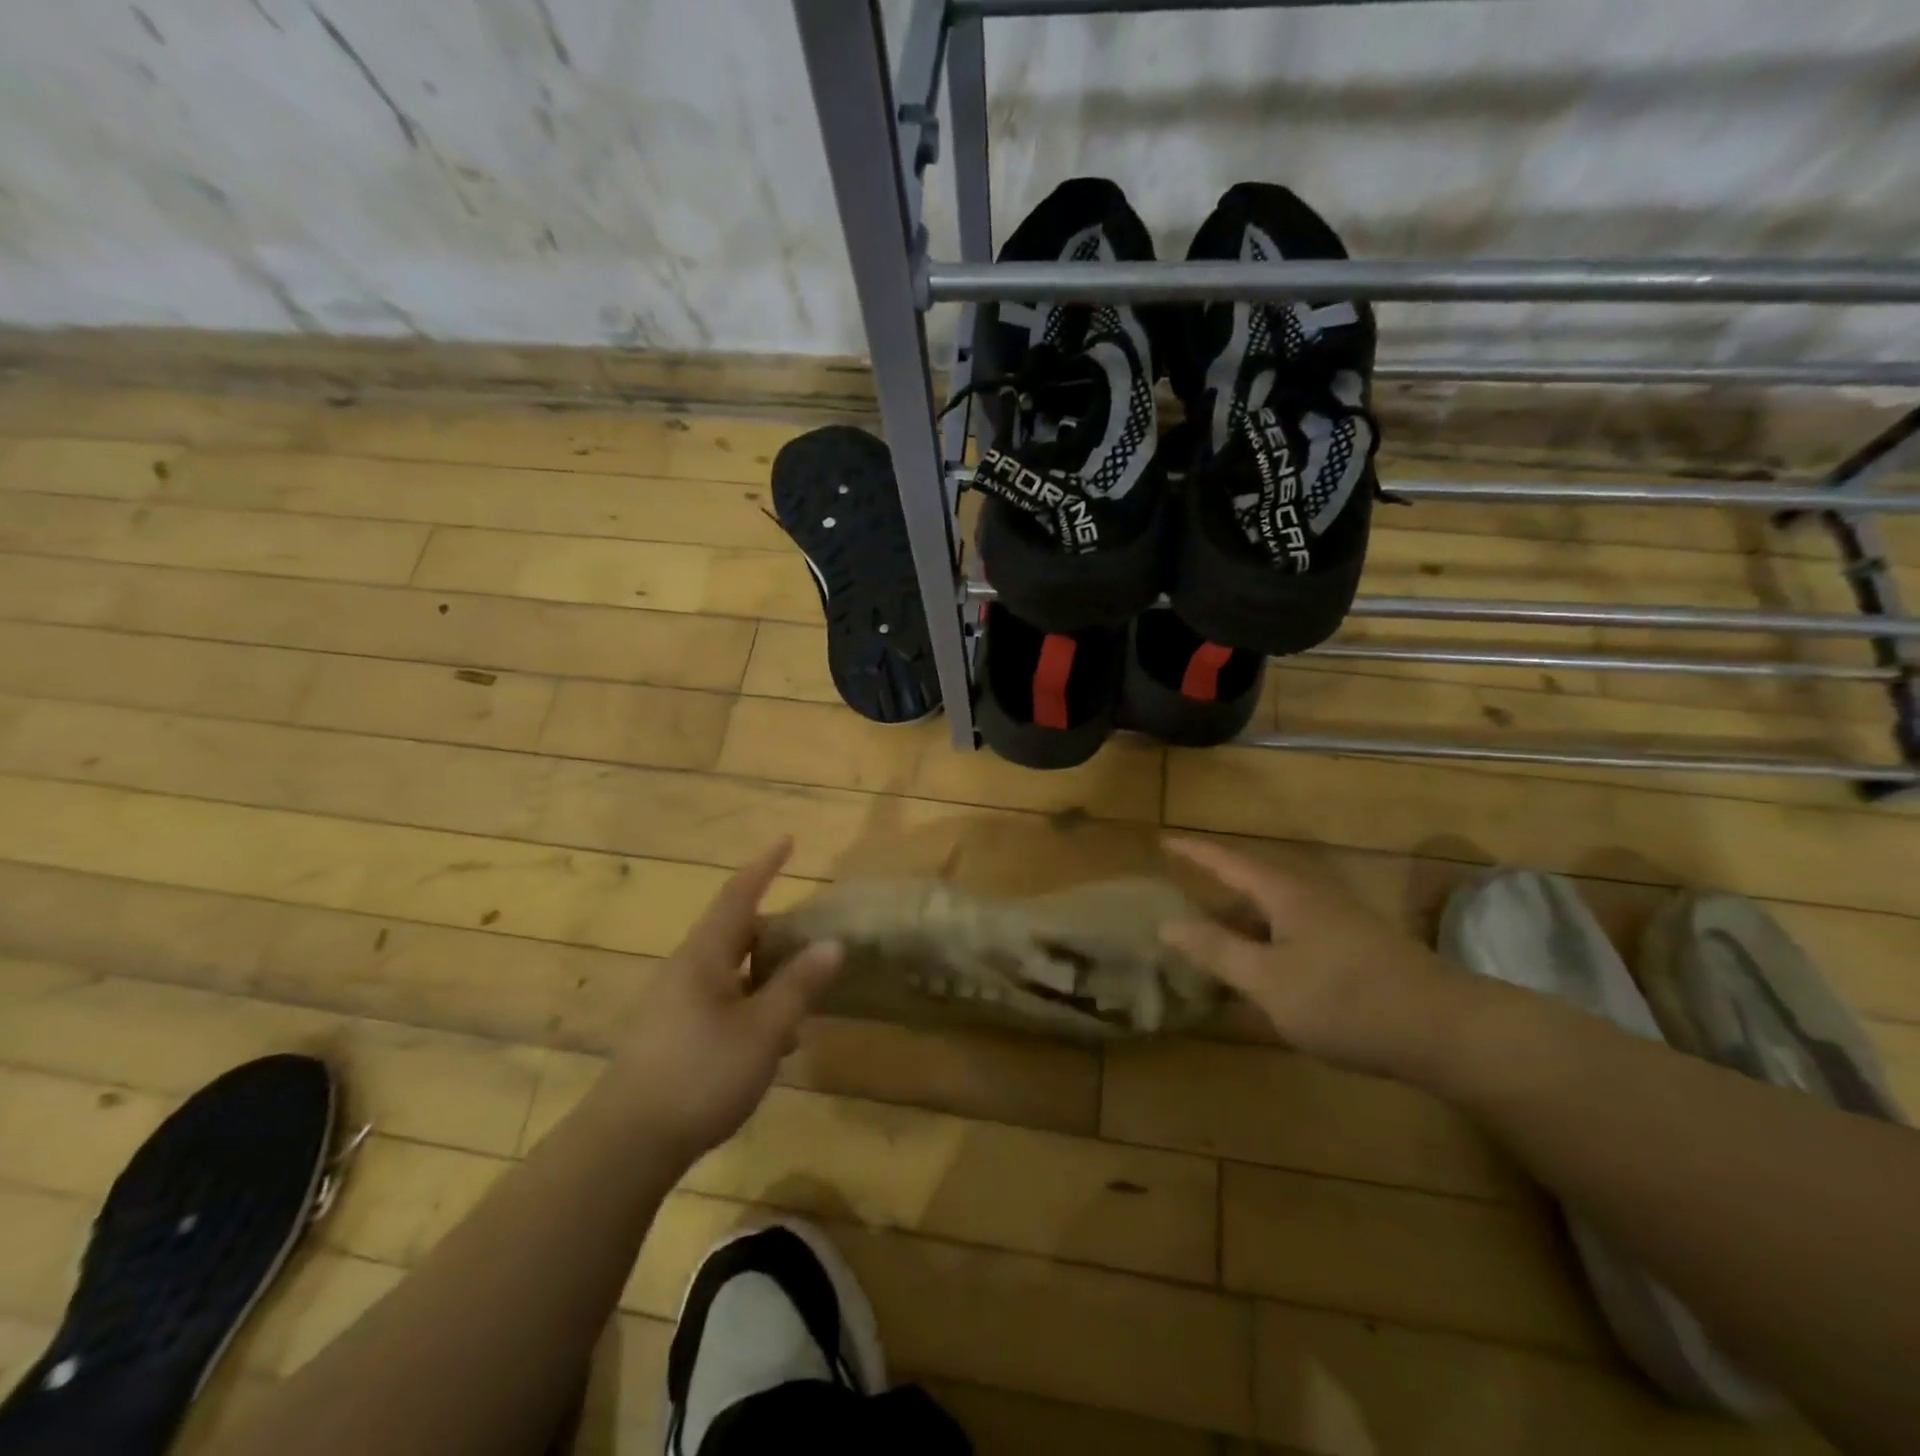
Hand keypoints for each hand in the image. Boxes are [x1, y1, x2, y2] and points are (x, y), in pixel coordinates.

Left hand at [605, 840, 841, 1162]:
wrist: (625, 1145)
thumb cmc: (700, 1075)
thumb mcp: (764, 1031)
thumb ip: (798, 985)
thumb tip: (832, 943)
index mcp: (704, 956)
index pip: (738, 895)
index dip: (765, 866)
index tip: (788, 840)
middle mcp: (684, 970)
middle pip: (733, 933)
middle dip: (772, 929)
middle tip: (809, 935)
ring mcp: (672, 1004)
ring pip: (728, 971)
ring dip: (764, 974)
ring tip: (799, 996)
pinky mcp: (669, 1035)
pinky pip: (718, 1001)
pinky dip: (750, 1004)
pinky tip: (771, 1041)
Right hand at [1161, 837, 1461, 1079]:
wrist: (1448, 1031)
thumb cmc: (1346, 1000)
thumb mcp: (1268, 980)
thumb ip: (1216, 950)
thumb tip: (1167, 923)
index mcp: (1285, 894)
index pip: (1228, 861)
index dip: (1194, 851)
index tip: (1163, 840)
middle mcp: (1311, 897)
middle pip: (1251, 883)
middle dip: (1214, 886)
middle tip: (1179, 892)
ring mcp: (1337, 921)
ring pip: (1273, 911)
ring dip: (1240, 919)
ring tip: (1210, 935)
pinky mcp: (1354, 947)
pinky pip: (1293, 932)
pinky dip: (1264, 942)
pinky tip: (1260, 971)